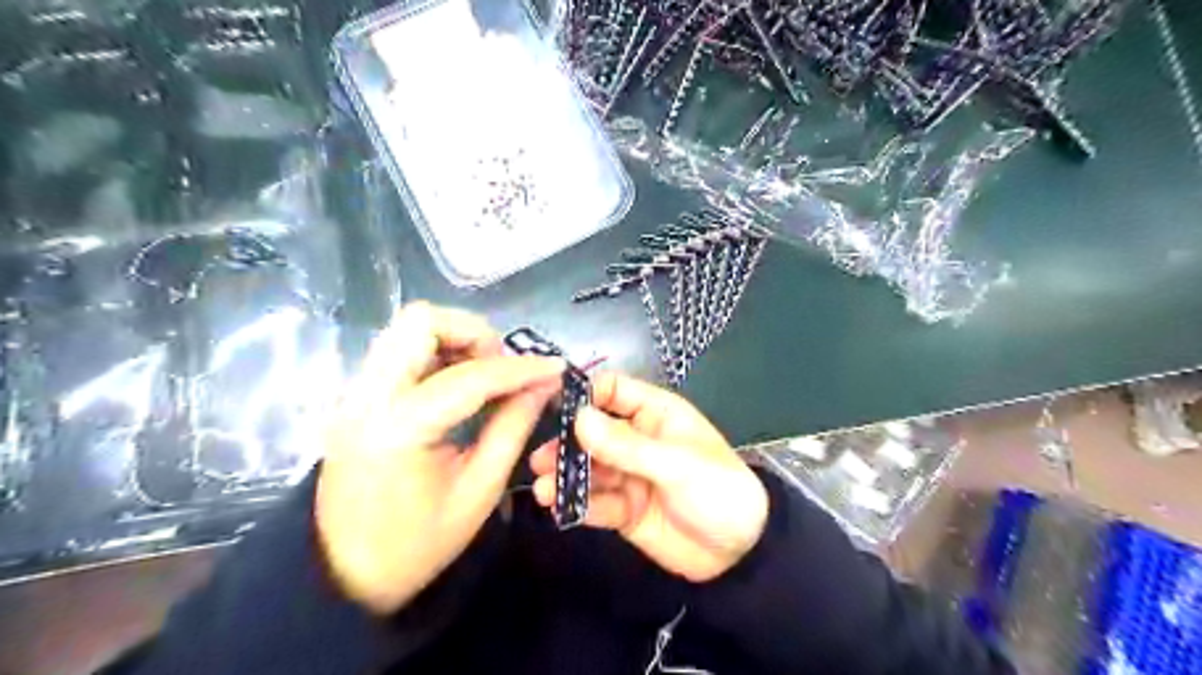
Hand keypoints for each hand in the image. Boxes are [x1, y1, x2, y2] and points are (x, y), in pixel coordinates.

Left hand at [315, 302, 565, 613]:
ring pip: (408, 329)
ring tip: (485, 377)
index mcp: (400, 428)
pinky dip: (437, 354)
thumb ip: (512, 428)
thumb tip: (543, 384)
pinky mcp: (356, 397)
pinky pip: (401, 350)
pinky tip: (459, 386)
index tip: (555, 368)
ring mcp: (356, 392)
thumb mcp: (479, 491)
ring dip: (455, 340)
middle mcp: (369, 396)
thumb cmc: (416, 545)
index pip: (470, 377)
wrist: (341, 576)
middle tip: (502, 370)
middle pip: (421, 321)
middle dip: (474, 335)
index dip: (520, 369)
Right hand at [529, 372, 764, 582]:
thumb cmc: (718, 490)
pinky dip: (578, 504)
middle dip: (567, 444)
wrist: (740, 553)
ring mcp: (629, 475)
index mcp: (655, 414)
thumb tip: (579, 419)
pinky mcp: (624, 509)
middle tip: (541, 460)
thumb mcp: (675, 464)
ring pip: (590, 469)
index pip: (612, 391)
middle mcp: (637, 440)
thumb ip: (626, 446)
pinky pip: (596, 501)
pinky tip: (560, 508)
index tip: (552, 408)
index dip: (584, 395)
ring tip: (544, 489)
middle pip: (592, 433)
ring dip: (566, 477)